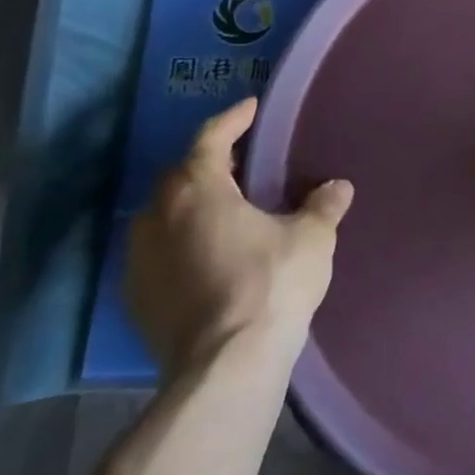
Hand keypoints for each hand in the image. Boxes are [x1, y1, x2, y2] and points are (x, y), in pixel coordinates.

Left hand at [126, 97, 353, 378]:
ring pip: (164, 215)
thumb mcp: (311, 237)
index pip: (210, 139)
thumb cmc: (270, 284)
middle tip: (244, 163)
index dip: (233, 119)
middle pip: (181, 175)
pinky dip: (182, 242)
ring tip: (228, 210)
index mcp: (197, 190)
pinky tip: (209, 255)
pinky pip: (160, 252)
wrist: (225, 367)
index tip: (251, 108)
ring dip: (192, 205)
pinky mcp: (137, 299)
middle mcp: (157, 217)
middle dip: (211, 163)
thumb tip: (337, 187)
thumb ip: (323, 206)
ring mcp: (139, 260)